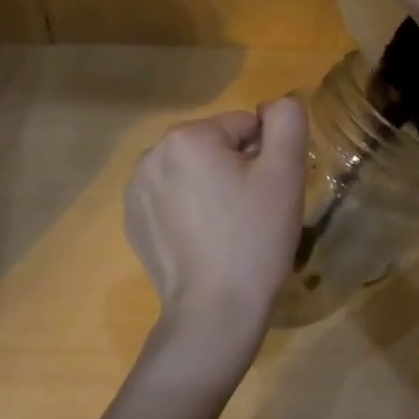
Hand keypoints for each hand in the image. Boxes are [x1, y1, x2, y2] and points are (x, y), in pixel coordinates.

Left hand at [124, 97, 308, 380]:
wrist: (214, 313)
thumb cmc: (254, 239)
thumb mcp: (285, 174)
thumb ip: (287, 121)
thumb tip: (274, 105)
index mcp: (187, 137)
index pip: (243, 126)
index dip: (264, 157)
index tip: (267, 194)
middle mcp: (152, 154)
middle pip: (214, 145)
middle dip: (235, 169)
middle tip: (250, 212)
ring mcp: (135, 189)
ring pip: (192, 170)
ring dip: (210, 187)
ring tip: (226, 229)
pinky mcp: (131, 219)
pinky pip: (170, 196)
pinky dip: (187, 208)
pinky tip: (201, 240)